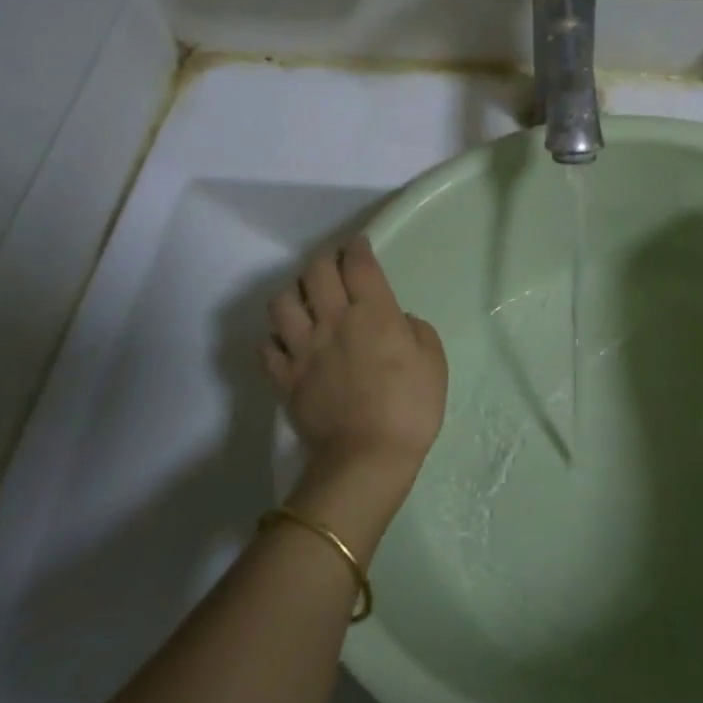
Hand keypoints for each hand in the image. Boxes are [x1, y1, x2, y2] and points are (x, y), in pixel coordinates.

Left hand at [263, 237, 448, 499]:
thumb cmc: (411, 407)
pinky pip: (268, 347)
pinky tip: (288, 341)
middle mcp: (333, 321)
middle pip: (316, 272)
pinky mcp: (286, 377)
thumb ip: (416, 331)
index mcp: (373, 313)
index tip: (359, 246)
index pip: (359, 265)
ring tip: (305, 300)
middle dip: (325, 261)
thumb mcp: (434, 361)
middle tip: (334, 266)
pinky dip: (275, 339)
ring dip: (293, 293)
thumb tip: (397, 322)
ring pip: (282, 303)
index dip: (358, 248)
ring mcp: (303, 349)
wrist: (367, 456)